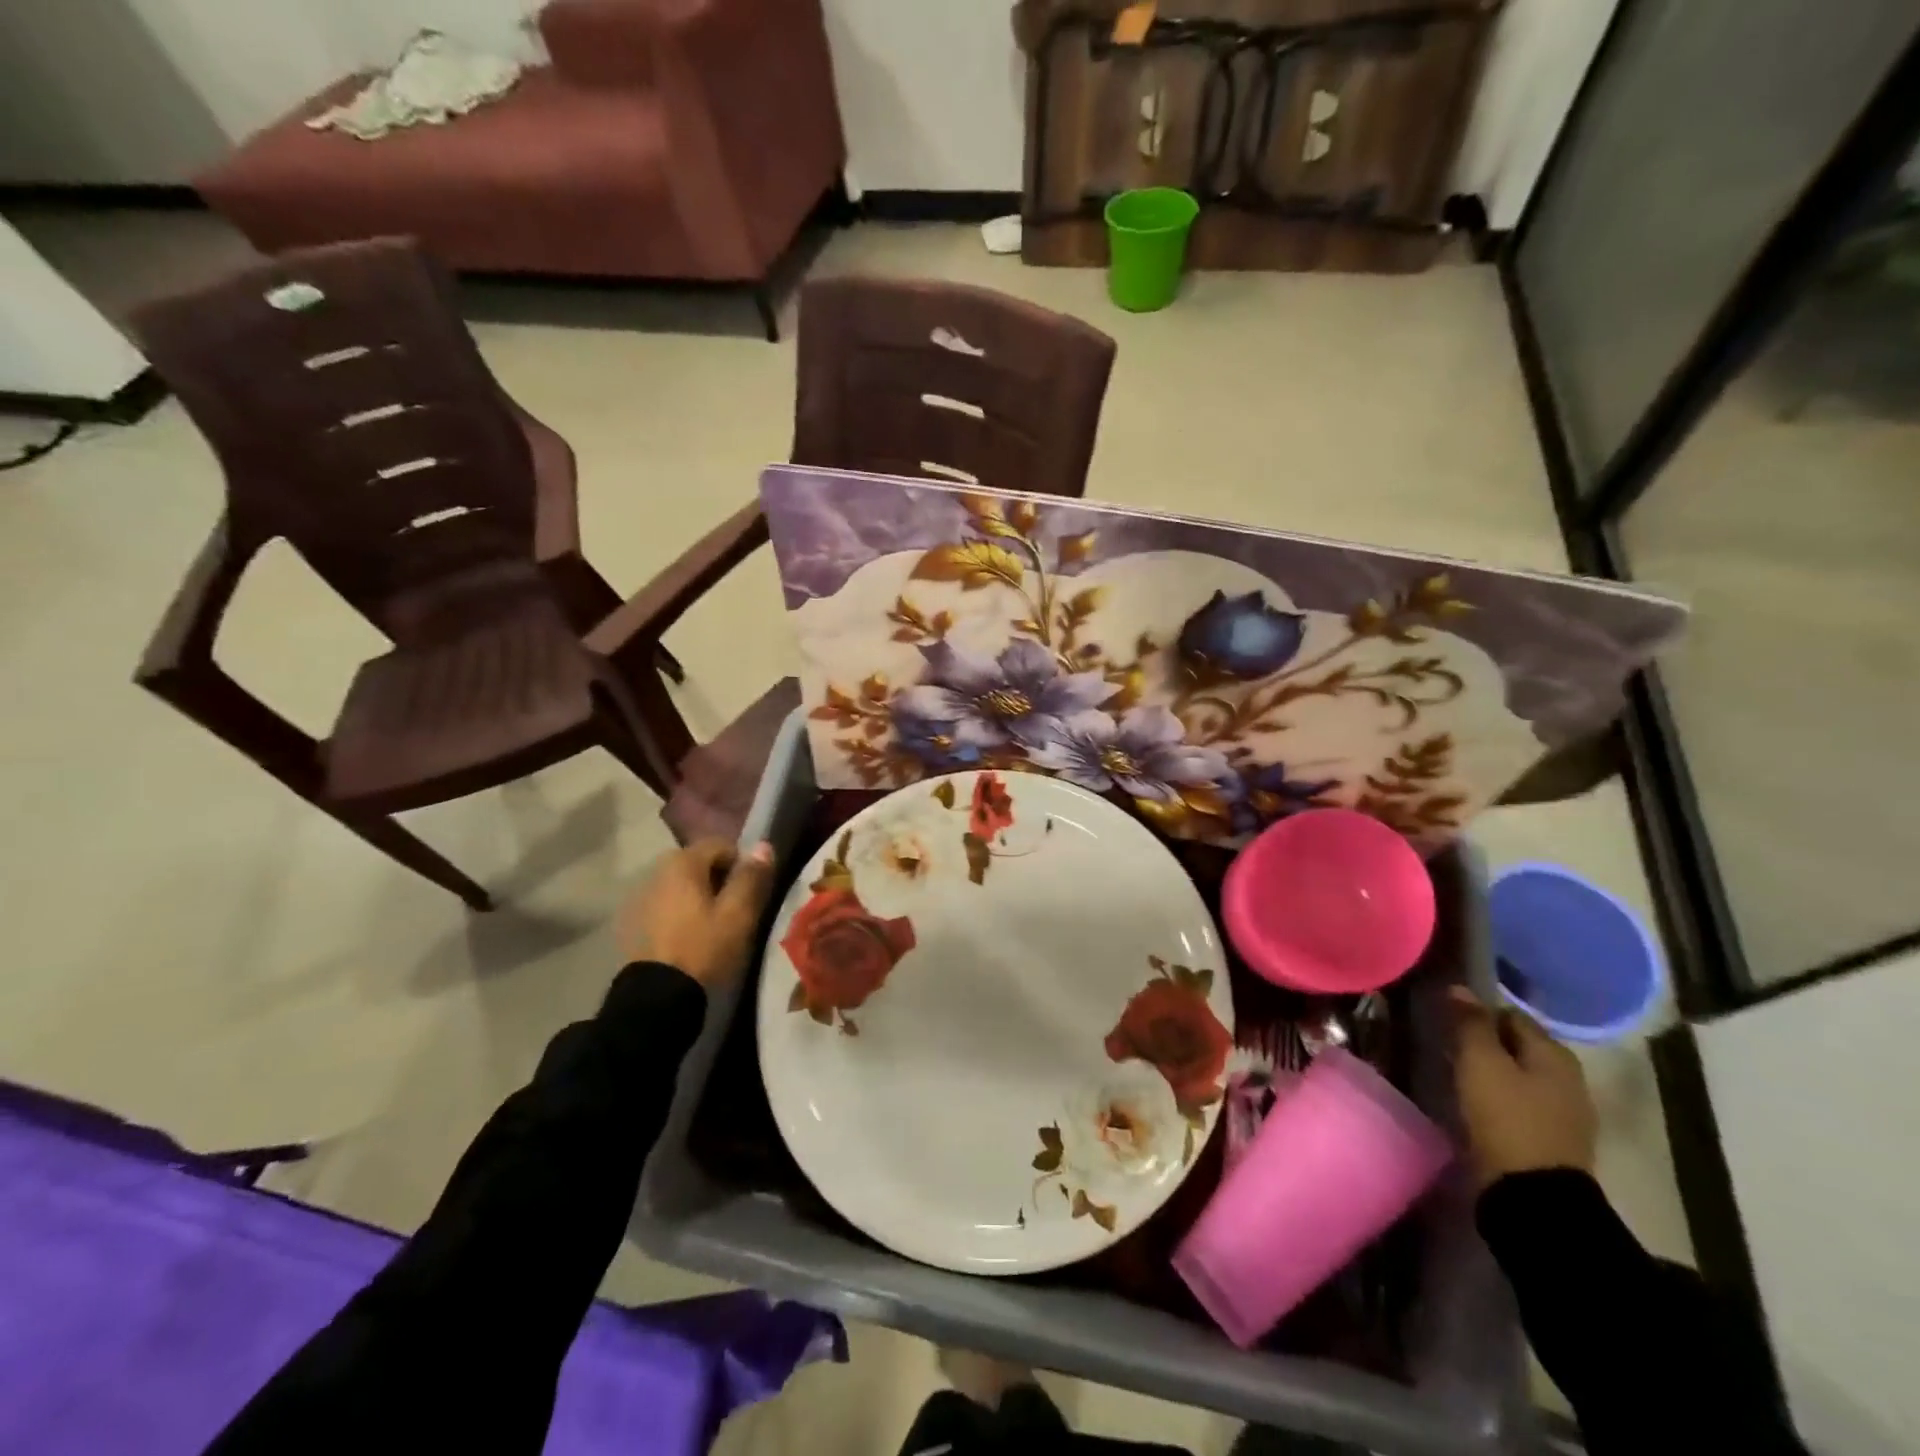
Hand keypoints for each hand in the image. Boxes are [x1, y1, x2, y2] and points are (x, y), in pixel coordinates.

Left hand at [617, 839, 776, 987]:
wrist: (657, 996)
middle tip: (735, 911)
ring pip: (682, 885)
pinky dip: (681, 912)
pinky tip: (689, 937)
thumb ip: (752, 877)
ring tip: (713, 926)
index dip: (742, 865)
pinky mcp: (632, 921)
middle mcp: (657, 869)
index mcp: (683, 862)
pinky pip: (666, 905)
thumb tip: (764, 845)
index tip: (751, 894)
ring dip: (699, 896)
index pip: (722, 845)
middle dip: (720, 880)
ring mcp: (641, 895)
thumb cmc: (704, 948)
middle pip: (700, 863)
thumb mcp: (738, 914)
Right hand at [1449, 986, 1596, 1191]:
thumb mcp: (1480, 1063)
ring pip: (1519, 1075)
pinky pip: (1521, 1103)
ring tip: (1458, 1076)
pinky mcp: (1554, 1140)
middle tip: (1449, 1049)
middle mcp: (1568, 1077)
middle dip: (1485, 1043)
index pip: (1509, 1014)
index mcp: (1555, 1053)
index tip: (1448, 1023)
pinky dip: (1500, 1098)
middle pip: (1516, 1045)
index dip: (1477, 1014)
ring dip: (1492, 1072)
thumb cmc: (1506, 1118)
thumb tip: (1459, 988)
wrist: (1535, 1197)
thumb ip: (1470, 1023)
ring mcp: (1565, 1111)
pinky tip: (1477, 1105)